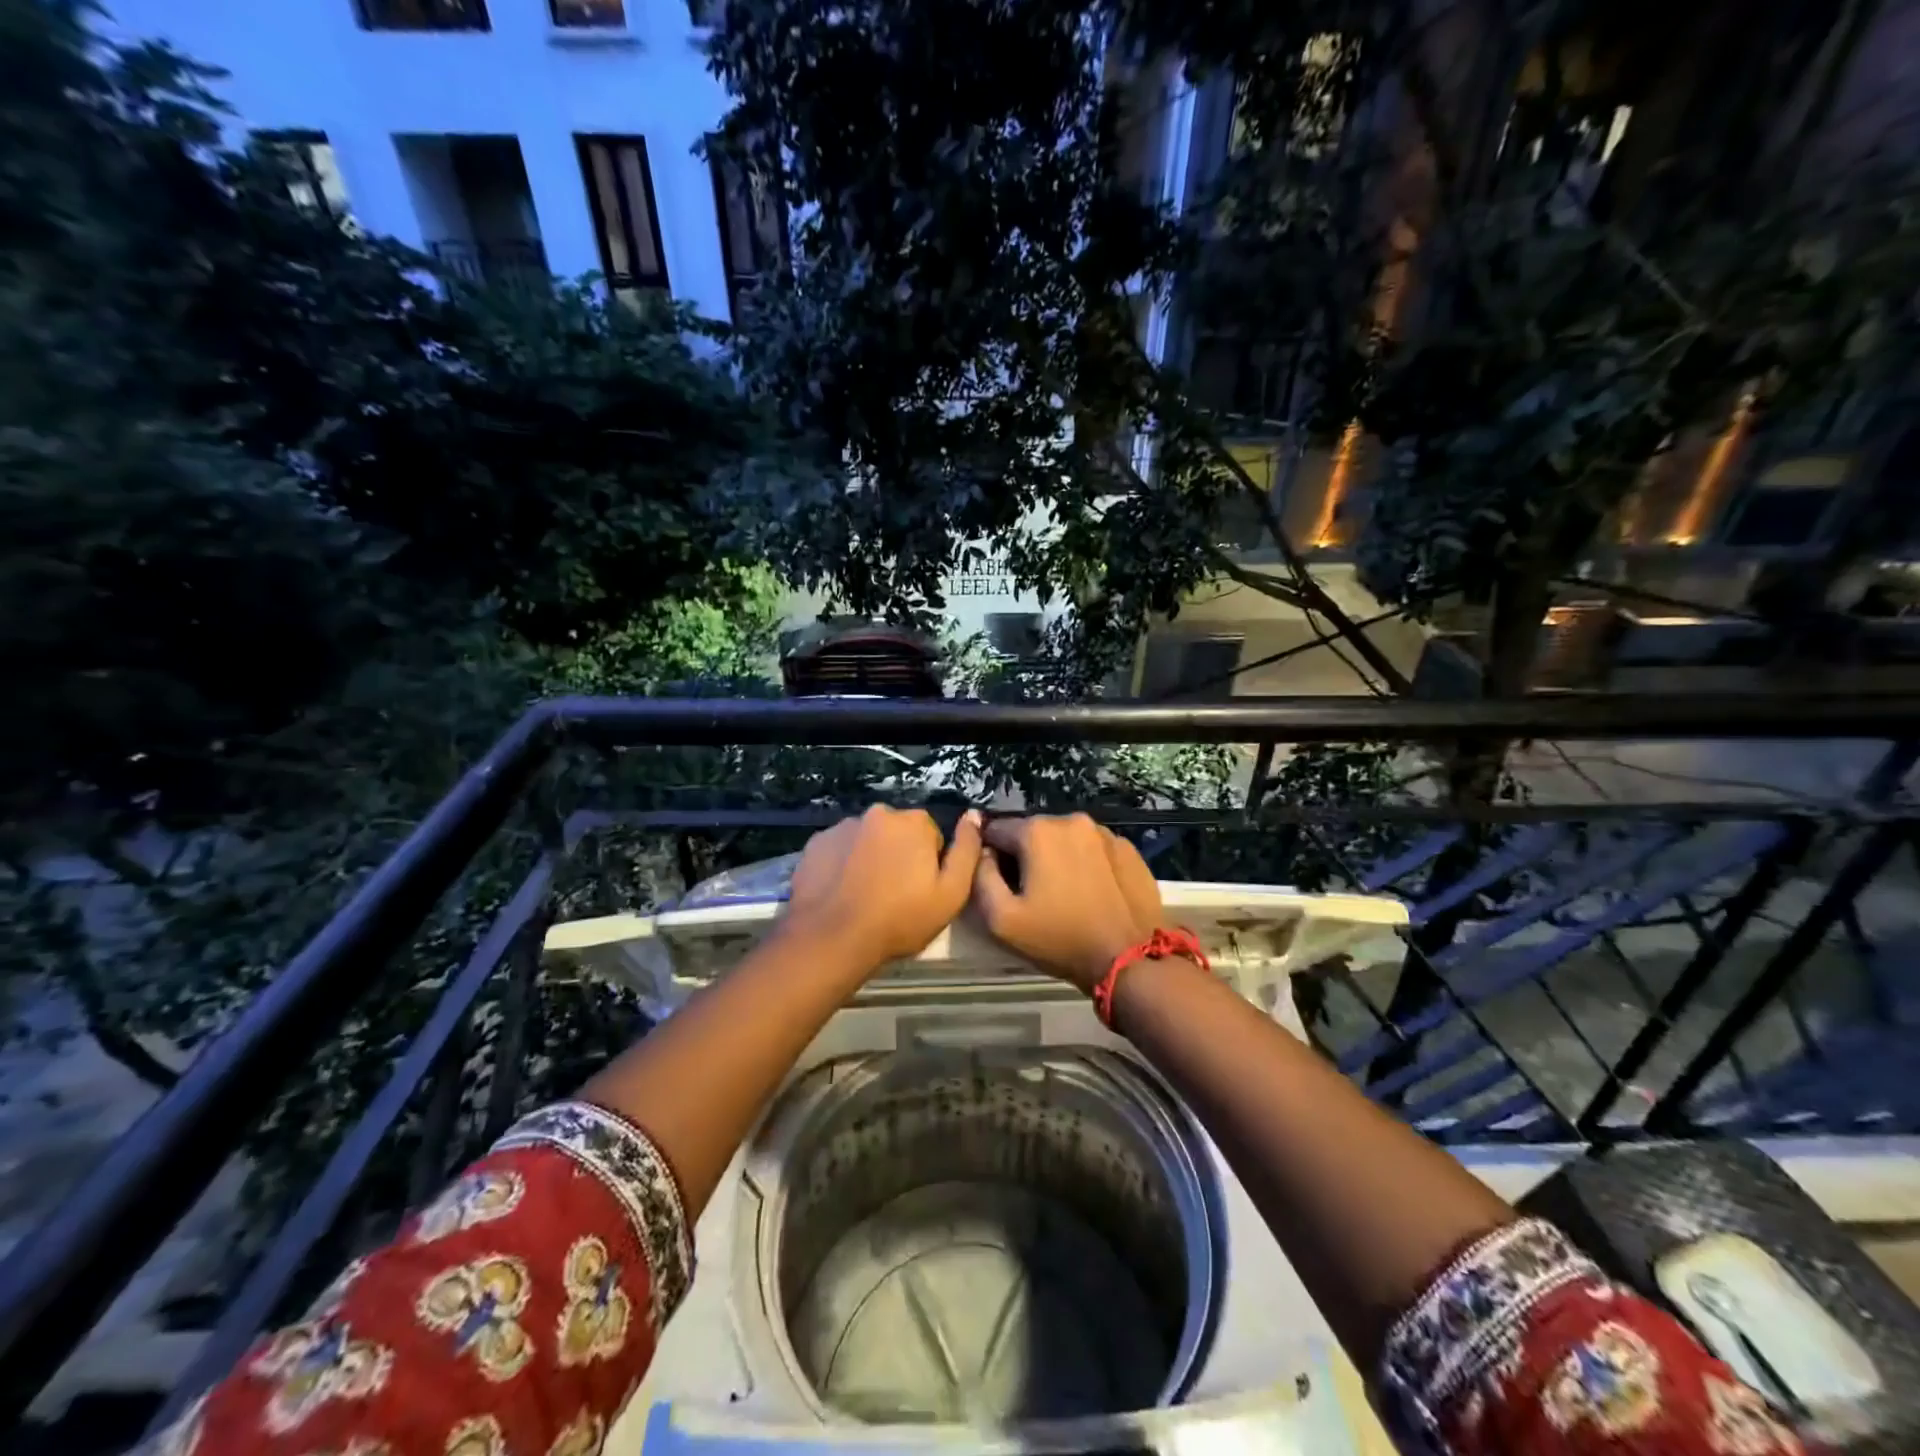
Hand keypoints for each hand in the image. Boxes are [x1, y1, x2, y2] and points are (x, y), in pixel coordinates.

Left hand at [783, 805, 984, 971]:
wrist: (832, 938)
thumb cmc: (900, 919)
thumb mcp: (951, 893)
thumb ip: (968, 850)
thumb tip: (974, 815)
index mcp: (914, 822)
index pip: (931, 837)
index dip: (929, 865)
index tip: (921, 891)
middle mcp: (878, 813)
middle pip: (898, 833)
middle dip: (899, 856)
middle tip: (894, 895)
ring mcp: (843, 825)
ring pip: (868, 840)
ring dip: (870, 858)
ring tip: (864, 896)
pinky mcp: (816, 842)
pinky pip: (840, 849)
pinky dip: (843, 864)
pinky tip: (841, 892)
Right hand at [972, 814, 1165, 991]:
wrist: (1129, 959)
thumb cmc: (1059, 938)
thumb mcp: (1001, 919)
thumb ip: (980, 876)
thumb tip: (984, 853)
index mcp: (1037, 831)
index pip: (996, 830)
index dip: (992, 856)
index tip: (1001, 884)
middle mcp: (1070, 820)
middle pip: (1032, 832)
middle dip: (1025, 855)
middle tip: (1031, 893)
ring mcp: (1104, 832)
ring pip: (1064, 839)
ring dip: (1056, 857)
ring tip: (1062, 893)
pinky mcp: (1127, 848)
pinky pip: (1092, 849)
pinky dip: (1084, 863)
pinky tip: (1090, 891)